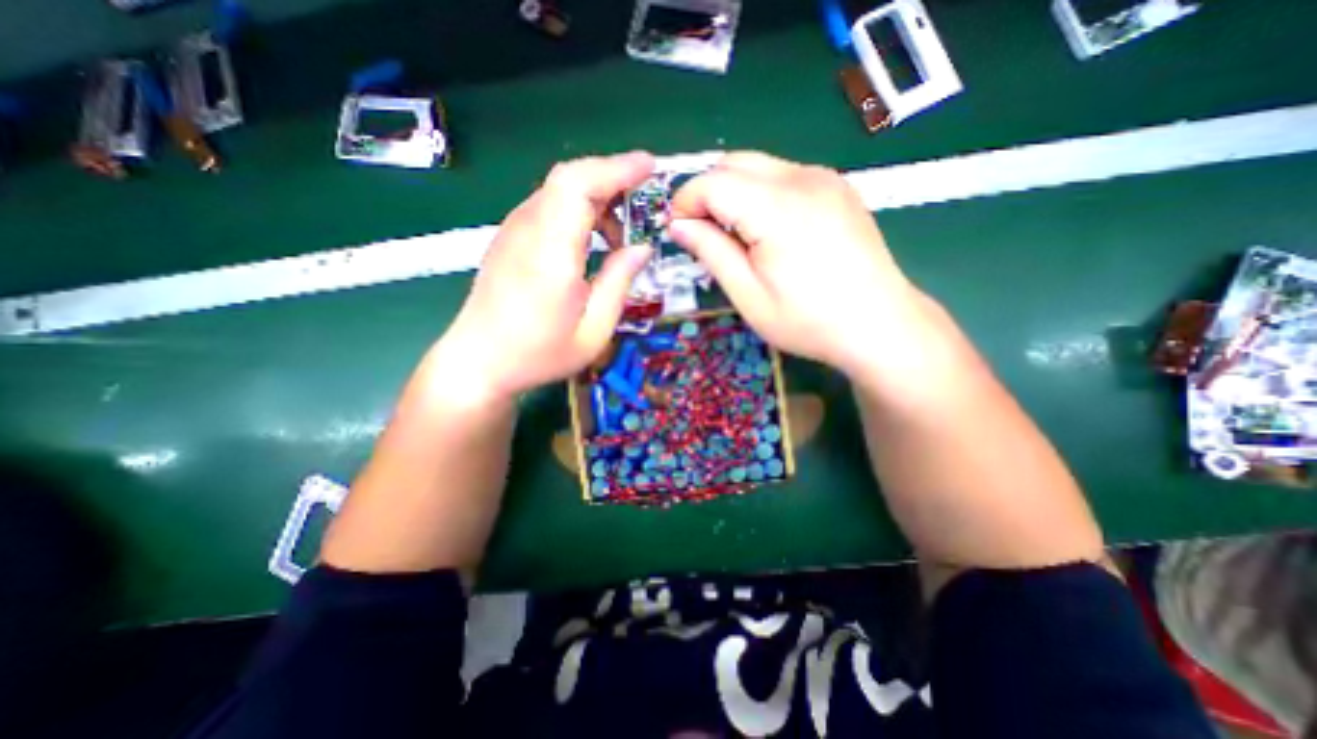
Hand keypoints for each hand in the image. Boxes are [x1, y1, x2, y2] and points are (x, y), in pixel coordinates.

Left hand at [435, 151, 654, 401]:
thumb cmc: (539, 354)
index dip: (616, 168)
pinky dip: (578, 210)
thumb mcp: (593, 331)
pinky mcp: (510, 237)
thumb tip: (642, 247)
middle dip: (612, 178)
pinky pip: (549, 206)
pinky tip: (592, 239)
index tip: (649, 168)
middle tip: (643, 201)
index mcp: (550, 254)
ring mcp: (514, 231)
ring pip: (558, 190)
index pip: (578, 185)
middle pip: (569, 178)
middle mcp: (528, 231)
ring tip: (621, 233)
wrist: (478, 361)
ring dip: (596, 198)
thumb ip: (619, 283)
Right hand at [669, 149, 923, 377]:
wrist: (880, 324)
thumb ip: (711, 252)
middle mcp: (803, 179)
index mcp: (777, 209)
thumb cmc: (809, 321)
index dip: (686, 201)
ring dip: (734, 192)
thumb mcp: (749, 296)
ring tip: (736, 236)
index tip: (677, 230)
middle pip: (734, 162)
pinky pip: (785, 175)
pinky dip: (761, 193)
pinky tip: (769, 230)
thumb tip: (678, 225)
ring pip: (759, 165)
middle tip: (703, 233)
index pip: (713, 182)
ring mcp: (825, 179)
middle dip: (707, 192)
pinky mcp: (838, 187)